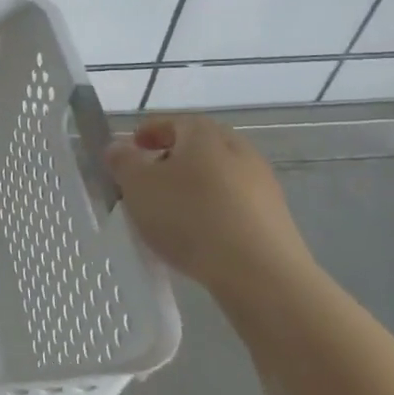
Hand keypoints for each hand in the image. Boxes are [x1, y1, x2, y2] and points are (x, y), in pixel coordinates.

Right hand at [104, 114, 315, 292]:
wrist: (260, 273)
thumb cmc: (190, 217)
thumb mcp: (138, 186)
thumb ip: (123, 161)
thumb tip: (118, 147)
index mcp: (205, 134)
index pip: (173, 121)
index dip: (148, 132)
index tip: (131, 148)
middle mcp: (239, 150)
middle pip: (199, 147)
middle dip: (171, 159)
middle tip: (148, 180)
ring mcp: (262, 184)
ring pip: (218, 176)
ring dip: (193, 187)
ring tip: (171, 213)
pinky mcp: (275, 218)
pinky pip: (234, 204)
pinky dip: (213, 210)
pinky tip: (199, 235)